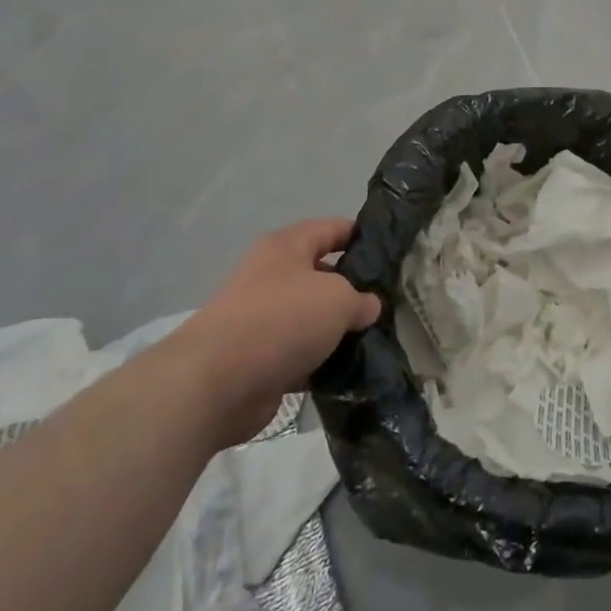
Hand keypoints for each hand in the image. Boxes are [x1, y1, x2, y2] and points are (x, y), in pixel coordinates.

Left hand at [190, 218, 382, 438]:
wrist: (219, 382)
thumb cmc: (283, 319)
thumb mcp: (339, 298)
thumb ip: (362, 299)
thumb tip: (368, 307)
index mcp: (287, 246)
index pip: (333, 228)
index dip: (363, 237)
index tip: (392, 254)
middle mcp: (272, 275)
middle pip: (323, 274)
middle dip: (354, 288)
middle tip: (388, 303)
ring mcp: (263, 317)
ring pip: (313, 317)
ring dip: (339, 329)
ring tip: (376, 339)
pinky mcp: (260, 357)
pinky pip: (301, 352)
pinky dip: (321, 360)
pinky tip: (350, 369)